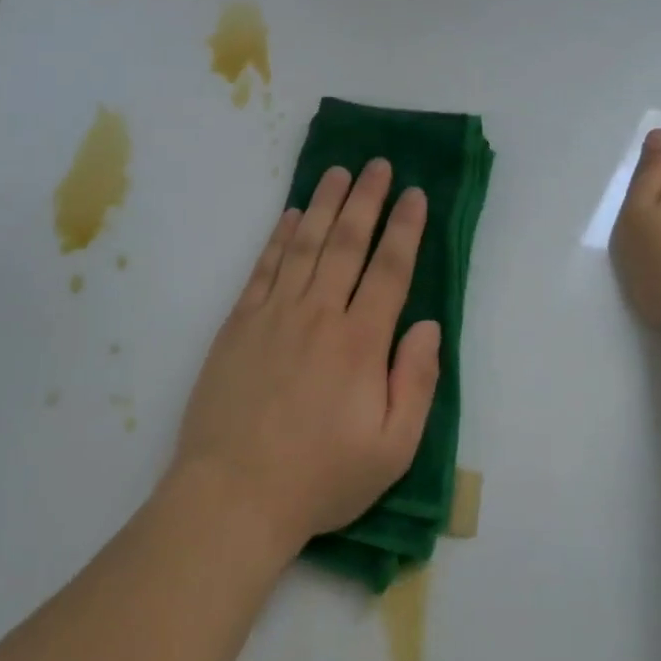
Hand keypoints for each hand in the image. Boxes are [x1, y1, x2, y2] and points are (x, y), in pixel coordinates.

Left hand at [172, 160, 440, 557]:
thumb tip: (428, 325)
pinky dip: (279, 237)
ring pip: (305, 244)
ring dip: (324, 204)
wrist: (232, 496)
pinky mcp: (239, 322)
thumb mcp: (391, 449)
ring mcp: (274, 314)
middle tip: (378, 164)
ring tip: (337, 172)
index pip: (389, 270)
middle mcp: (318, 314)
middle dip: (366, 199)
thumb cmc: (320, 477)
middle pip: (347, 243)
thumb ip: (416, 382)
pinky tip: (290, 215)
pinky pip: (264, 267)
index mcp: (360, 342)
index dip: (405, 229)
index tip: (415, 194)